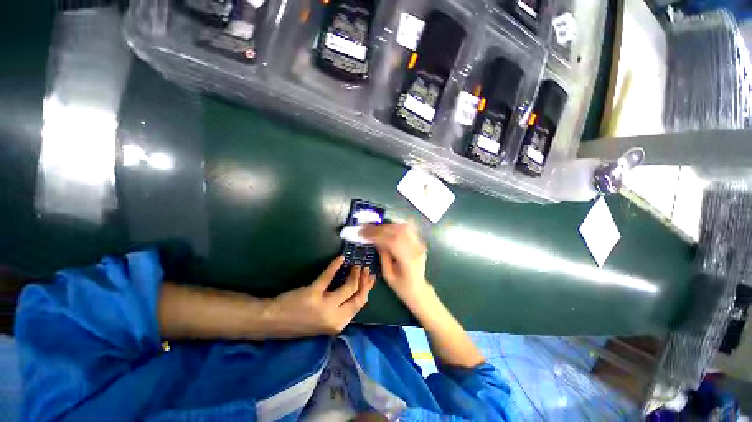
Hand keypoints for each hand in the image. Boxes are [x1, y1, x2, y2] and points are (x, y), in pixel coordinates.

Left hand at [264, 256, 375, 337]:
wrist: (274, 321)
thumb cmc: (300, 321)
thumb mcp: (325, 321)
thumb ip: (341, 310)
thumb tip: (354, 292)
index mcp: (338, 324)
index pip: (360, 304)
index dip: (367, 289)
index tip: (371, 278)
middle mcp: (335, 317)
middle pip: (358, 296)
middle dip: (364, 280)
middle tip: (366, 268)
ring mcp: (324, 305)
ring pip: (348, 287)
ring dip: (354, 273)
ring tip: (356, 265)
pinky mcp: (313, 293)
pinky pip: (328, 276)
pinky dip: (335, 265)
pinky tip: (341, 258)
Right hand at [361, 223, 428, 305]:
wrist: (419, 289)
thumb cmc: (402, 286)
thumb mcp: (388, 275)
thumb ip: (383, 256)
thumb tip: (376, 240)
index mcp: (408, 261)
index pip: (392, 242)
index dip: (377, 236)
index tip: (364, 234)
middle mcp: (416, 249)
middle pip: (398, 232)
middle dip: (379, 229)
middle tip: (365, 228)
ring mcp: (419, 244)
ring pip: (403, 227)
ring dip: (387, 225)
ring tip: (375, 227)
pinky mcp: (419, 242)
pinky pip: (408, 228)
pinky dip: (396, 225)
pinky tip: (388, 226)